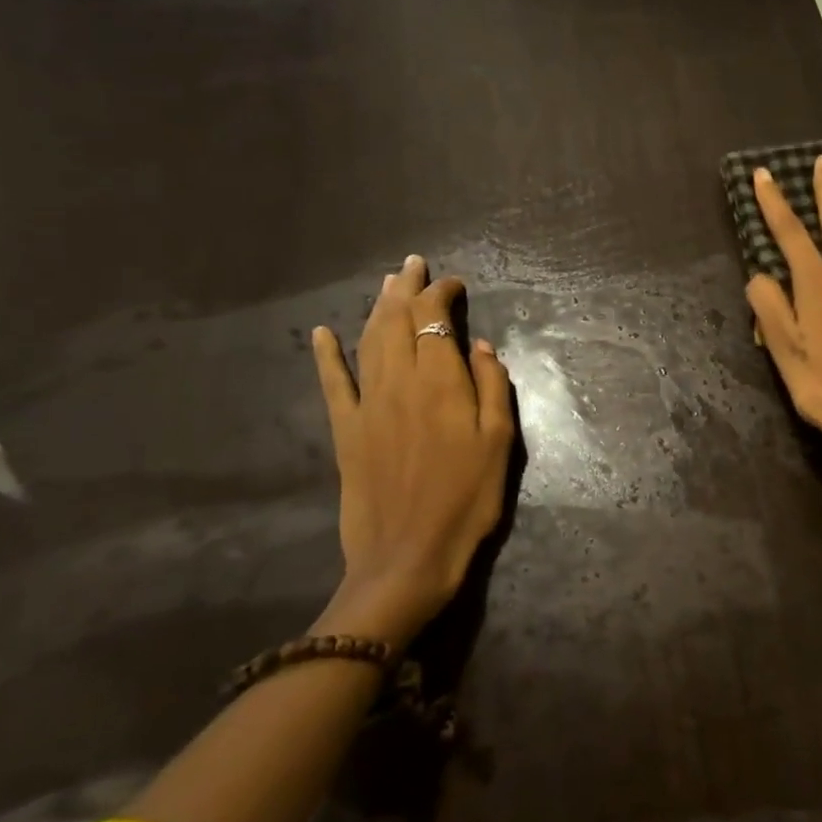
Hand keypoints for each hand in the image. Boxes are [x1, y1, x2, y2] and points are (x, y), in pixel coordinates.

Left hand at [310, 255, 515, 635]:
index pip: (435, 319)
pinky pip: (332, 383)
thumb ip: (492, 387)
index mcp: (441, 382)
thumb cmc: (467, 500)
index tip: (454, 284)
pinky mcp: (345, 430)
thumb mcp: (500, 443)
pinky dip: (325, 355)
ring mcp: (367, 404)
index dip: (442, 294)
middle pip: (397, 320)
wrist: (408, 556)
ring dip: (376, 307)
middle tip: (412, 264)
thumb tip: (480, 346)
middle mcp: (399, 381)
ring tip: (385, 284)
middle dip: (406, 288)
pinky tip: (320, 333)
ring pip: (368, 341)